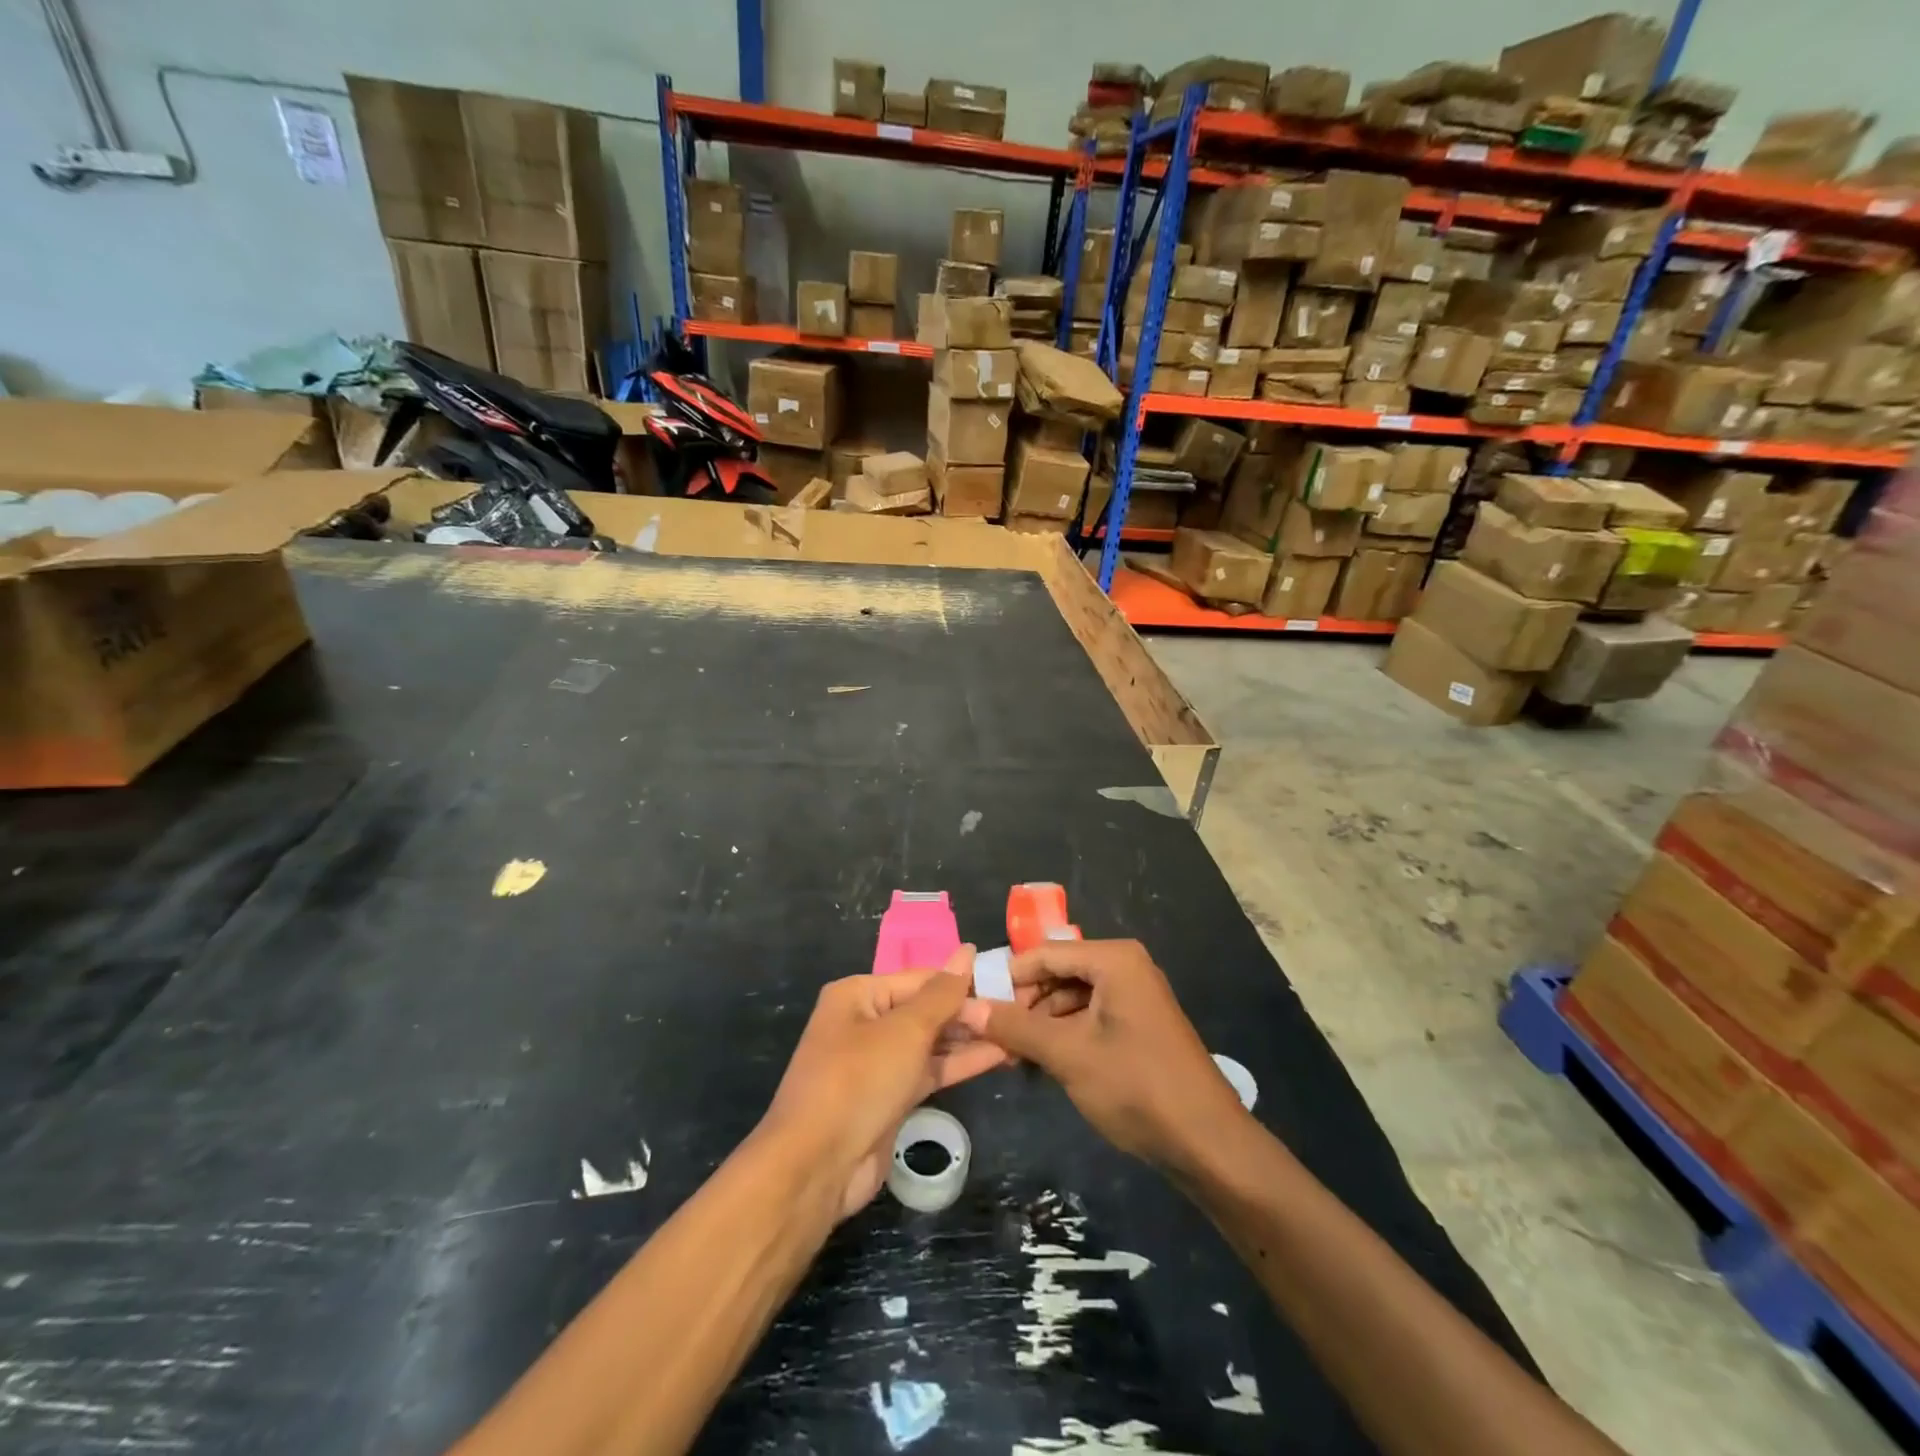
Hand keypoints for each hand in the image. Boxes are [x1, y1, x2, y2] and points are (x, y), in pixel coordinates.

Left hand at [759, 947, 1006, 1219]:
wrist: (817, 1165)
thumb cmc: (859, 1080)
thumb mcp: (905, 1030)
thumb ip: (942, 994)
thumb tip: (967, 951)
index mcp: (859, 995)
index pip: (921, 979)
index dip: (962, 980)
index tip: (1007, 982)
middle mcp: (866, 1023)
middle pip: (926, 1009)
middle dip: (968, 1011)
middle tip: (1019, 1009)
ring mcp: (877, 1063)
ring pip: (931, 1043)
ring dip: (969, 1038)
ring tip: (1017, 1031)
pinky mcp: (890, 1098)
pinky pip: (929, 1071)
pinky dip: (959, 1064)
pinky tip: (998, 1056)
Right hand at [957, 939, 1249, 1173]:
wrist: (1207, 1142)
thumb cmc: (1136, 1086)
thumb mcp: (1068, 1054)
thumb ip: (1015, 1027)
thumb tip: (966, 1008)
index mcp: (1113, 959)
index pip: (1043, 953)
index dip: (1007, 978)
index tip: (974, 1005)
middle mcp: (1125, 966)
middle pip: (1057, 972)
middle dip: (1025, 1003)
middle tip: (993, 1037)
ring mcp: (1134, 994)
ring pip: (1071, 996)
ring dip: (1041, 1022)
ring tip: (1013, 1056)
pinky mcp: (1138, 1023)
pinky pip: (1089, 1015)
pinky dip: (1064, 1034)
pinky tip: (1043, 1062)